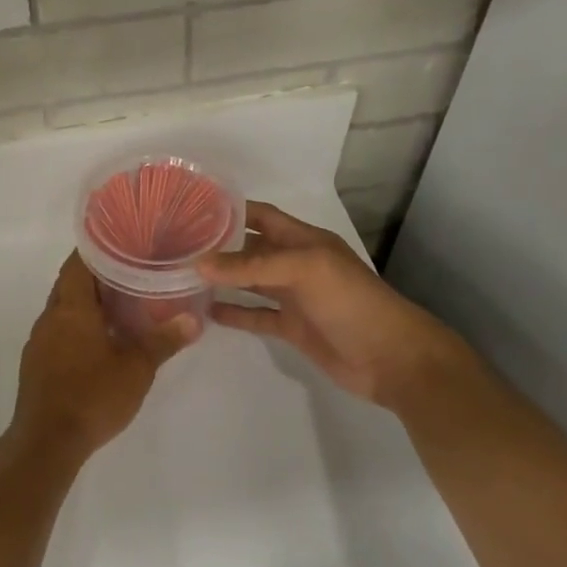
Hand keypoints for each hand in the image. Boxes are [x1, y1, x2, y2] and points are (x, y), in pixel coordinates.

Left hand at [11, 252, 198, 460]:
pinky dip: (78, 325)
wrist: (47, 442)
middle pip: (70, 283)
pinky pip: (59, 330)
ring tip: (121, 303)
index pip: (78, 262)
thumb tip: (194, 319)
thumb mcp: (137, 368)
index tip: (121, 241)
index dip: (97, 248)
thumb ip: (164, 341)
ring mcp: (40, 340)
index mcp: (71, 307)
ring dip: (87, 302)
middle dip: (97, 275)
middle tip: (131, 271)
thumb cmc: (92, 396)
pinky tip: (100, 339)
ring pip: (64, 308)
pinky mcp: (37, 362)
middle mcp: (50, 316)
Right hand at [197, 201, 467, 409]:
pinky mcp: (292, 328)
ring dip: (221, 280)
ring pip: (249, 283)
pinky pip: (256, 315)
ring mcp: (294, 297)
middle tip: (175, 246)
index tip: (190, 208)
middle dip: (218, 246)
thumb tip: (197, 263)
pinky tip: (206, 311)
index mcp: (304, 240)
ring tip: (181, 277)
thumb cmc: (351, 302)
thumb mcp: (304, 271)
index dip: (230, 210)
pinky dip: (234, 313)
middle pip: (250, 249)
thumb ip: (251, 266)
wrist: (391, 358)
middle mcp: (296, 264)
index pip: (261, 216)